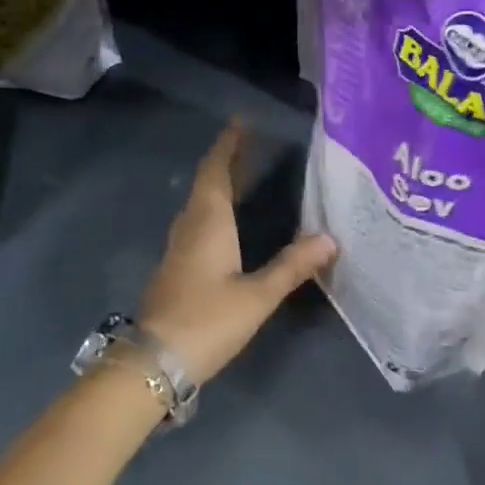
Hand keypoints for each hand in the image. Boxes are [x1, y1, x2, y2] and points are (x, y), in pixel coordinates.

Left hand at [139, 121, 336, 384]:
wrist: (154, 363)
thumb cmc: (206, 321)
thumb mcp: (257, 295)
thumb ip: (292, 266)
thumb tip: (330, 238)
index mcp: (208, 222)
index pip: (216, 171)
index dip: (228, 145)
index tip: (241, 122)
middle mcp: (190, 226)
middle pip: (207, 183)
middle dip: (228, 160)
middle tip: (252, 144)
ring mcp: (179, 248)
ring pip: (200, 203)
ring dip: (220, 184)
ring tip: (245, 174)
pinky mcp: (177, 268)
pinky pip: (198, 222)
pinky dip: (215, 208)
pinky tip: (229, 222)